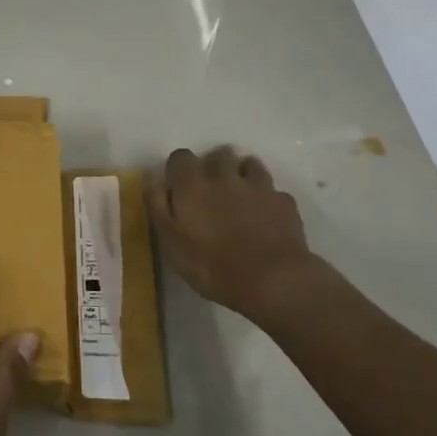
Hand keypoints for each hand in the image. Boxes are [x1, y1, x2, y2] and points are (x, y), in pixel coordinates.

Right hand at [146, 145, 329, 318]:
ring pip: (249, 164)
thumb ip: (158, 206)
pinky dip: (267, 197)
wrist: (273, 280)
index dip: (178, 169)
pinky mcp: (284, 202)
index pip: (180, 157)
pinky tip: (266, 216)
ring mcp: (258, 186)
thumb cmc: (212, 266)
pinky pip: (272, 190)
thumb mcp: (170, 242)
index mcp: (192, 184)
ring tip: (240, 195)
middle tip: (210, 191)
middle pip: (217, 154)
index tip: (179, 187)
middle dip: (213, 166)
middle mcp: (224, 176)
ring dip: (242, 173)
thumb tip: (152, 179)